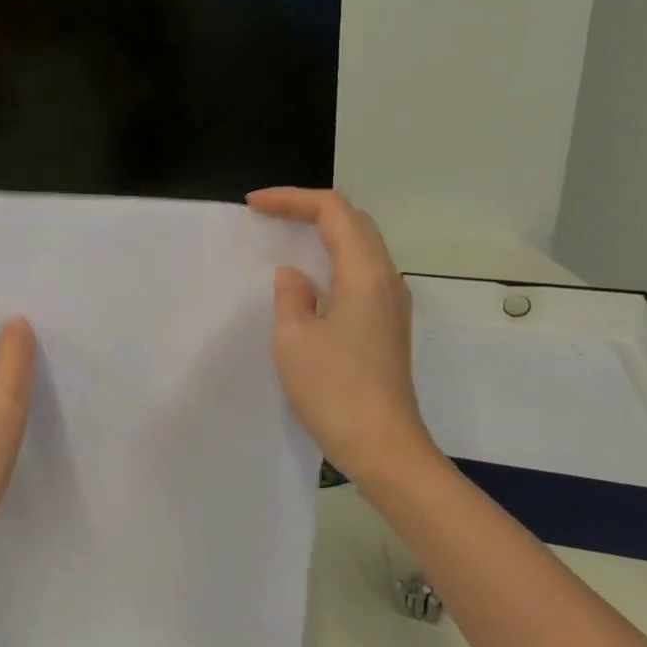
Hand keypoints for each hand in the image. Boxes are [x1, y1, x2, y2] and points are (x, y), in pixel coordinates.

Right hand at [246, 187, 437, 485]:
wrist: (384, 447)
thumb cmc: (335, 390)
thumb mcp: (294, 338)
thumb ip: (290, 296)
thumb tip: (295, 277)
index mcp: (364, 273)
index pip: (333, 211)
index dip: (292, 199)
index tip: (253, 205)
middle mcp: (387, 279)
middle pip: (353, 221)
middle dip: (309, 209)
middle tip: (267, 215)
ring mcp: (392, 303)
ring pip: (360, 246)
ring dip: (323, 233)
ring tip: (285, 238)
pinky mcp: (388, 325)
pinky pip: (361, 273)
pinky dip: (333, 260)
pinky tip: (309, 279)